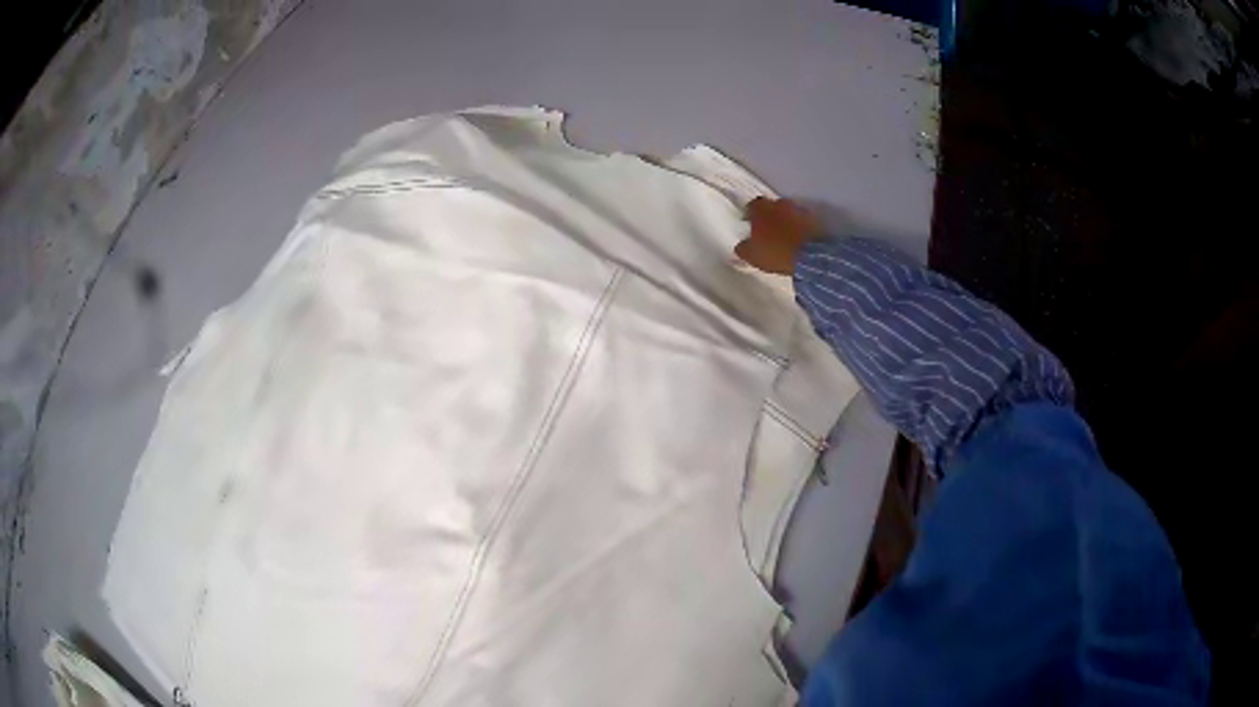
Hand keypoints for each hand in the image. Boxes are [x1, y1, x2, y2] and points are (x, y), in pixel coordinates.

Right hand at [734, 197, 822, 274]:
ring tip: (783, 234)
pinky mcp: (812, 219)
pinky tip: (796, 237)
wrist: (809, 257)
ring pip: (787, 211)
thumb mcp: (752, 256)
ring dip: (784, 219)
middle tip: (767, 229)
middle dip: (769, 215)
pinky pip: (801, 220)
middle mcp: (779, 204)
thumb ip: (743, 248)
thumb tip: (741, 246)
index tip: (750, 223)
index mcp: (761, 209)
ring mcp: (797, 210)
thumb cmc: (775, 253)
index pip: (752, 205)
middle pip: (771, 206)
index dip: (750, 214)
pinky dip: (798, 226)